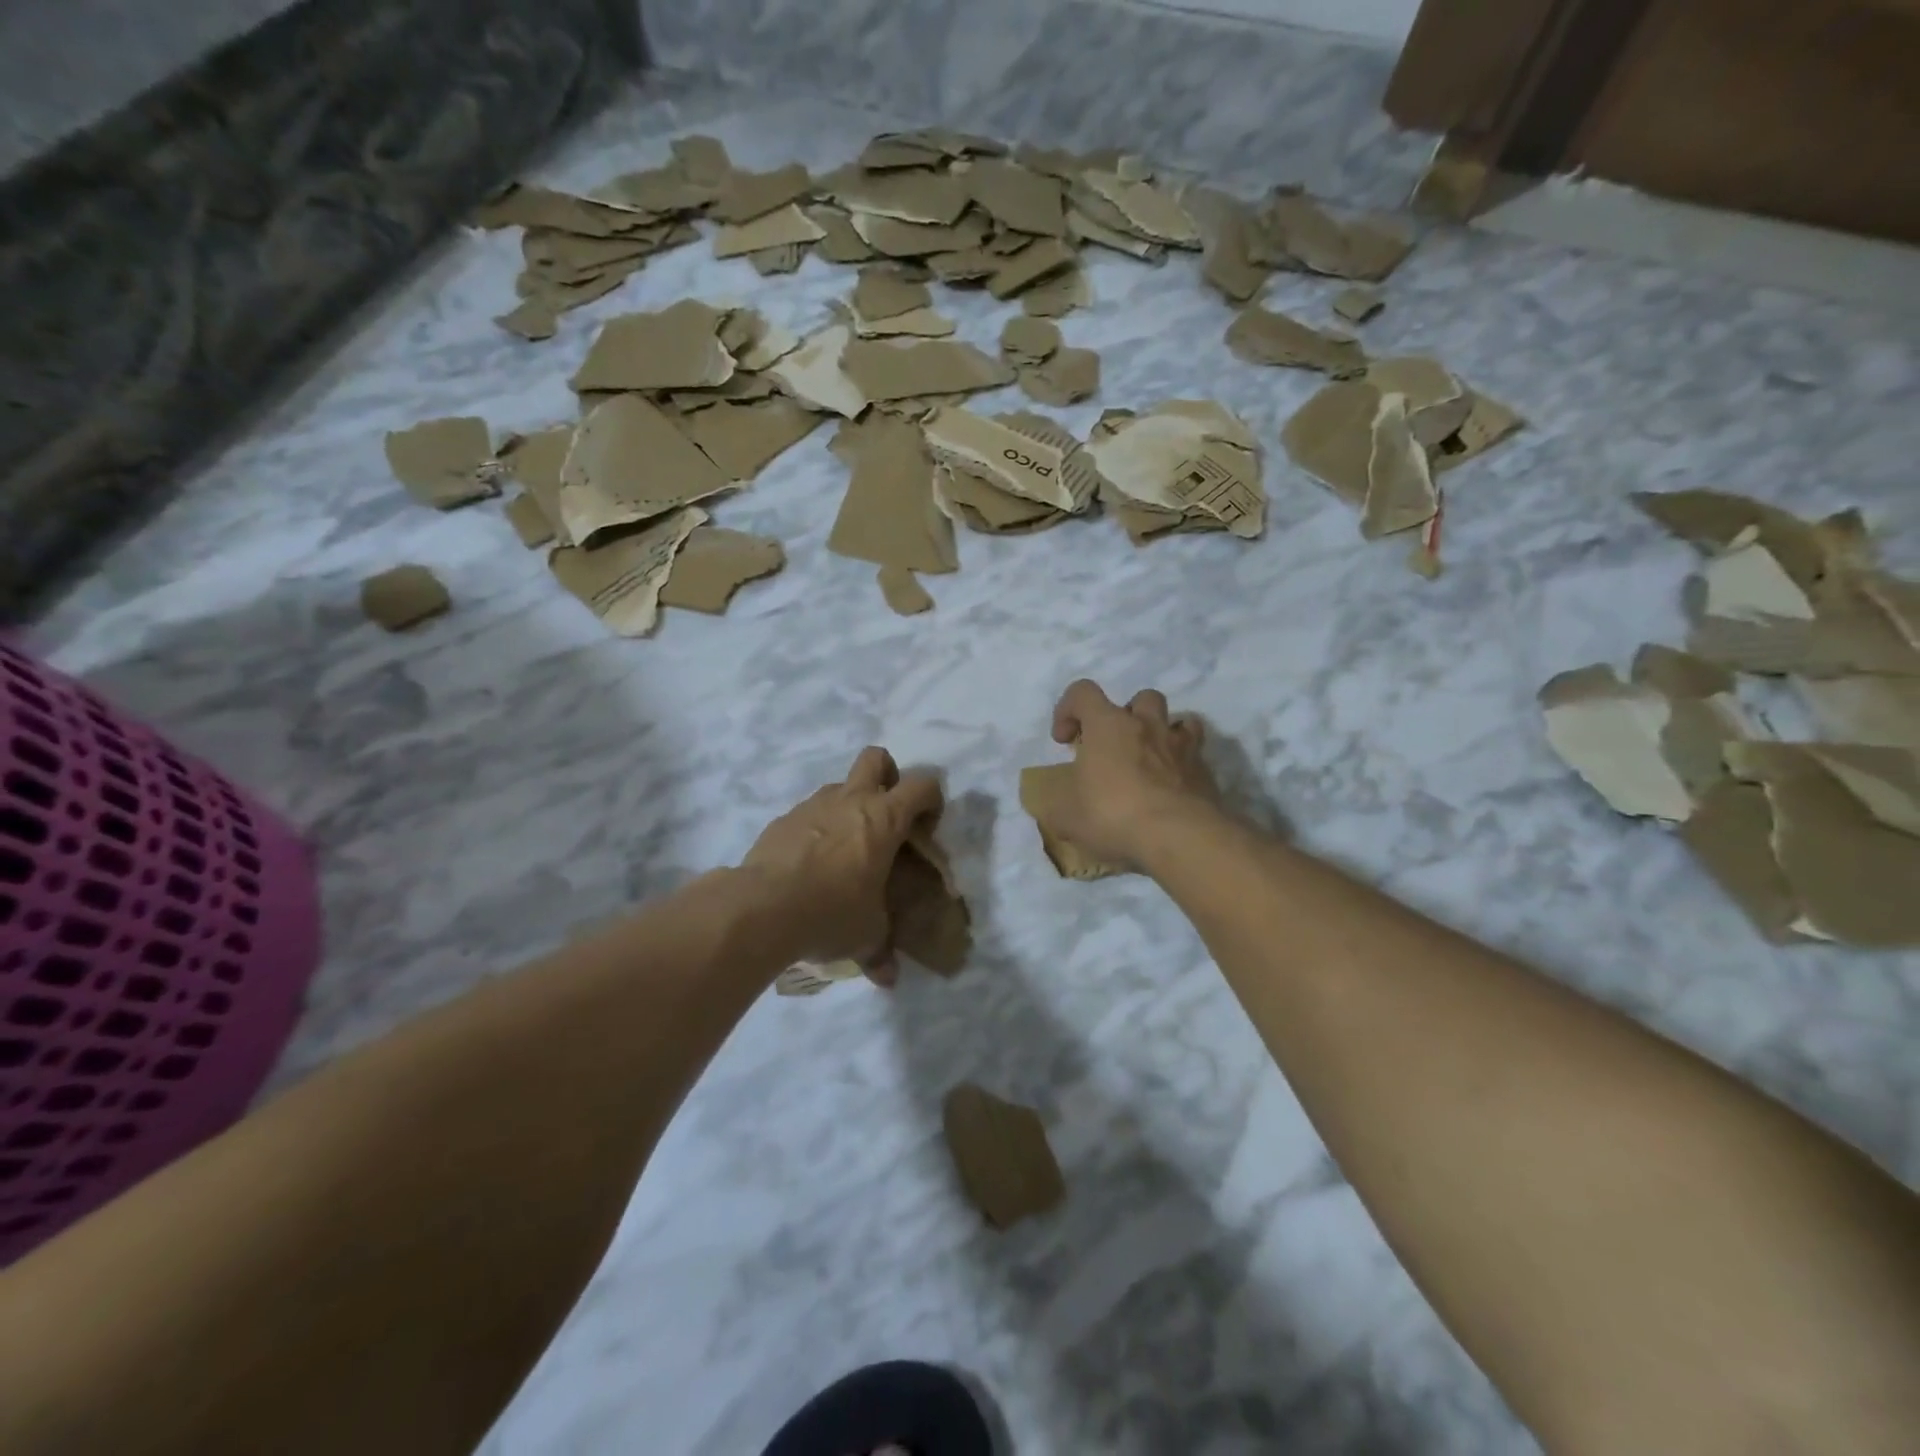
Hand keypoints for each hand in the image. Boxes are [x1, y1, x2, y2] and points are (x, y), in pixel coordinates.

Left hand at [743, 747, 942, 979]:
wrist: (762, 907)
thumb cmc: (831, 912)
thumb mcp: (865, 936)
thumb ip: (881, 952)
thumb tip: (888, 978)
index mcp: (884, 818)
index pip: (922, 785)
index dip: (931, 799)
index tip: (927, 827)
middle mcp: (850, 800)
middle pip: (877, 757)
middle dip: (887, 775)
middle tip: (886, 814)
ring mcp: (813, 805)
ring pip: (838, 785)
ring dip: (847, 806)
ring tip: (844, 849)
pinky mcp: (782, 820)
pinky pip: (808, 813)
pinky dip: (815, 830)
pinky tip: (809, 866)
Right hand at [1048, 680, 1220, 869]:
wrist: (1179, 837)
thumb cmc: (1112, 813)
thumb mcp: (1064, 814)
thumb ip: (1055, 801)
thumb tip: (1054, 801)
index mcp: (1108, 725)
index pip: (1083, 692)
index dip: (1068, 709)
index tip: (1065, 740)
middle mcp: (1147, 725)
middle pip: (1141, 698)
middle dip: (1126, 716)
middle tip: (1115, 747)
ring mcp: (1182, 747)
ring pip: (1179, 721)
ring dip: (1163, 734)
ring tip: (1151, 760)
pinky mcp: (1205, 772)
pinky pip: (1196, 757)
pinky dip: (1183, 766)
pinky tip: (1172, 789)